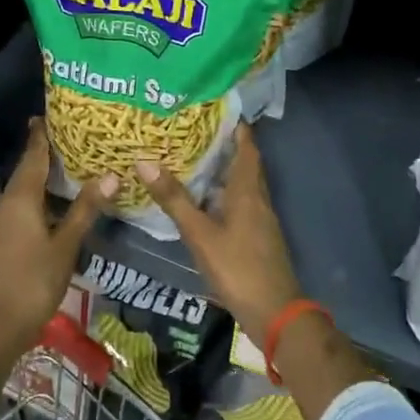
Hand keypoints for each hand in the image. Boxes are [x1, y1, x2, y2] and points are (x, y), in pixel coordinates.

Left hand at [0, 119, 116, 354]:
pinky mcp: (1, 237)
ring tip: (72, 166)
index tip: (51, 114)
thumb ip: (85, 208)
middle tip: (75, 138)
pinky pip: (21, 205)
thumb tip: (110, 176)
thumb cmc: (34, 279)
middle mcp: (6, 201)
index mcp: (20, 196)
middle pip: (27, 169)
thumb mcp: (66, 243)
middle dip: (47, 153)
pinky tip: (57, 202)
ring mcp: (0, 220)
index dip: (42, 134)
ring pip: (24, 188)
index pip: (33, 155)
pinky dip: (39, 196)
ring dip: (44, 177)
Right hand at [136, 123, 300, 347]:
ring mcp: (259, 219)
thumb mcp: (200, 234)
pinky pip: (239, 203)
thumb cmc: (237, 268)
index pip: (247, 146)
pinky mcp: (256, 236)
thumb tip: (144, 161)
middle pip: (244, 163)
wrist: (274, 312)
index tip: (214, 107)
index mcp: (247, 190)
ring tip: (191, 158)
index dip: (235, 125)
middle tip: (193, 129)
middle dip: (224, 144)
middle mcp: (257, 198)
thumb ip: (174, 199)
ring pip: (241, 184)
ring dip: (221, 170)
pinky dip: (222, 194)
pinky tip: (202, 200)